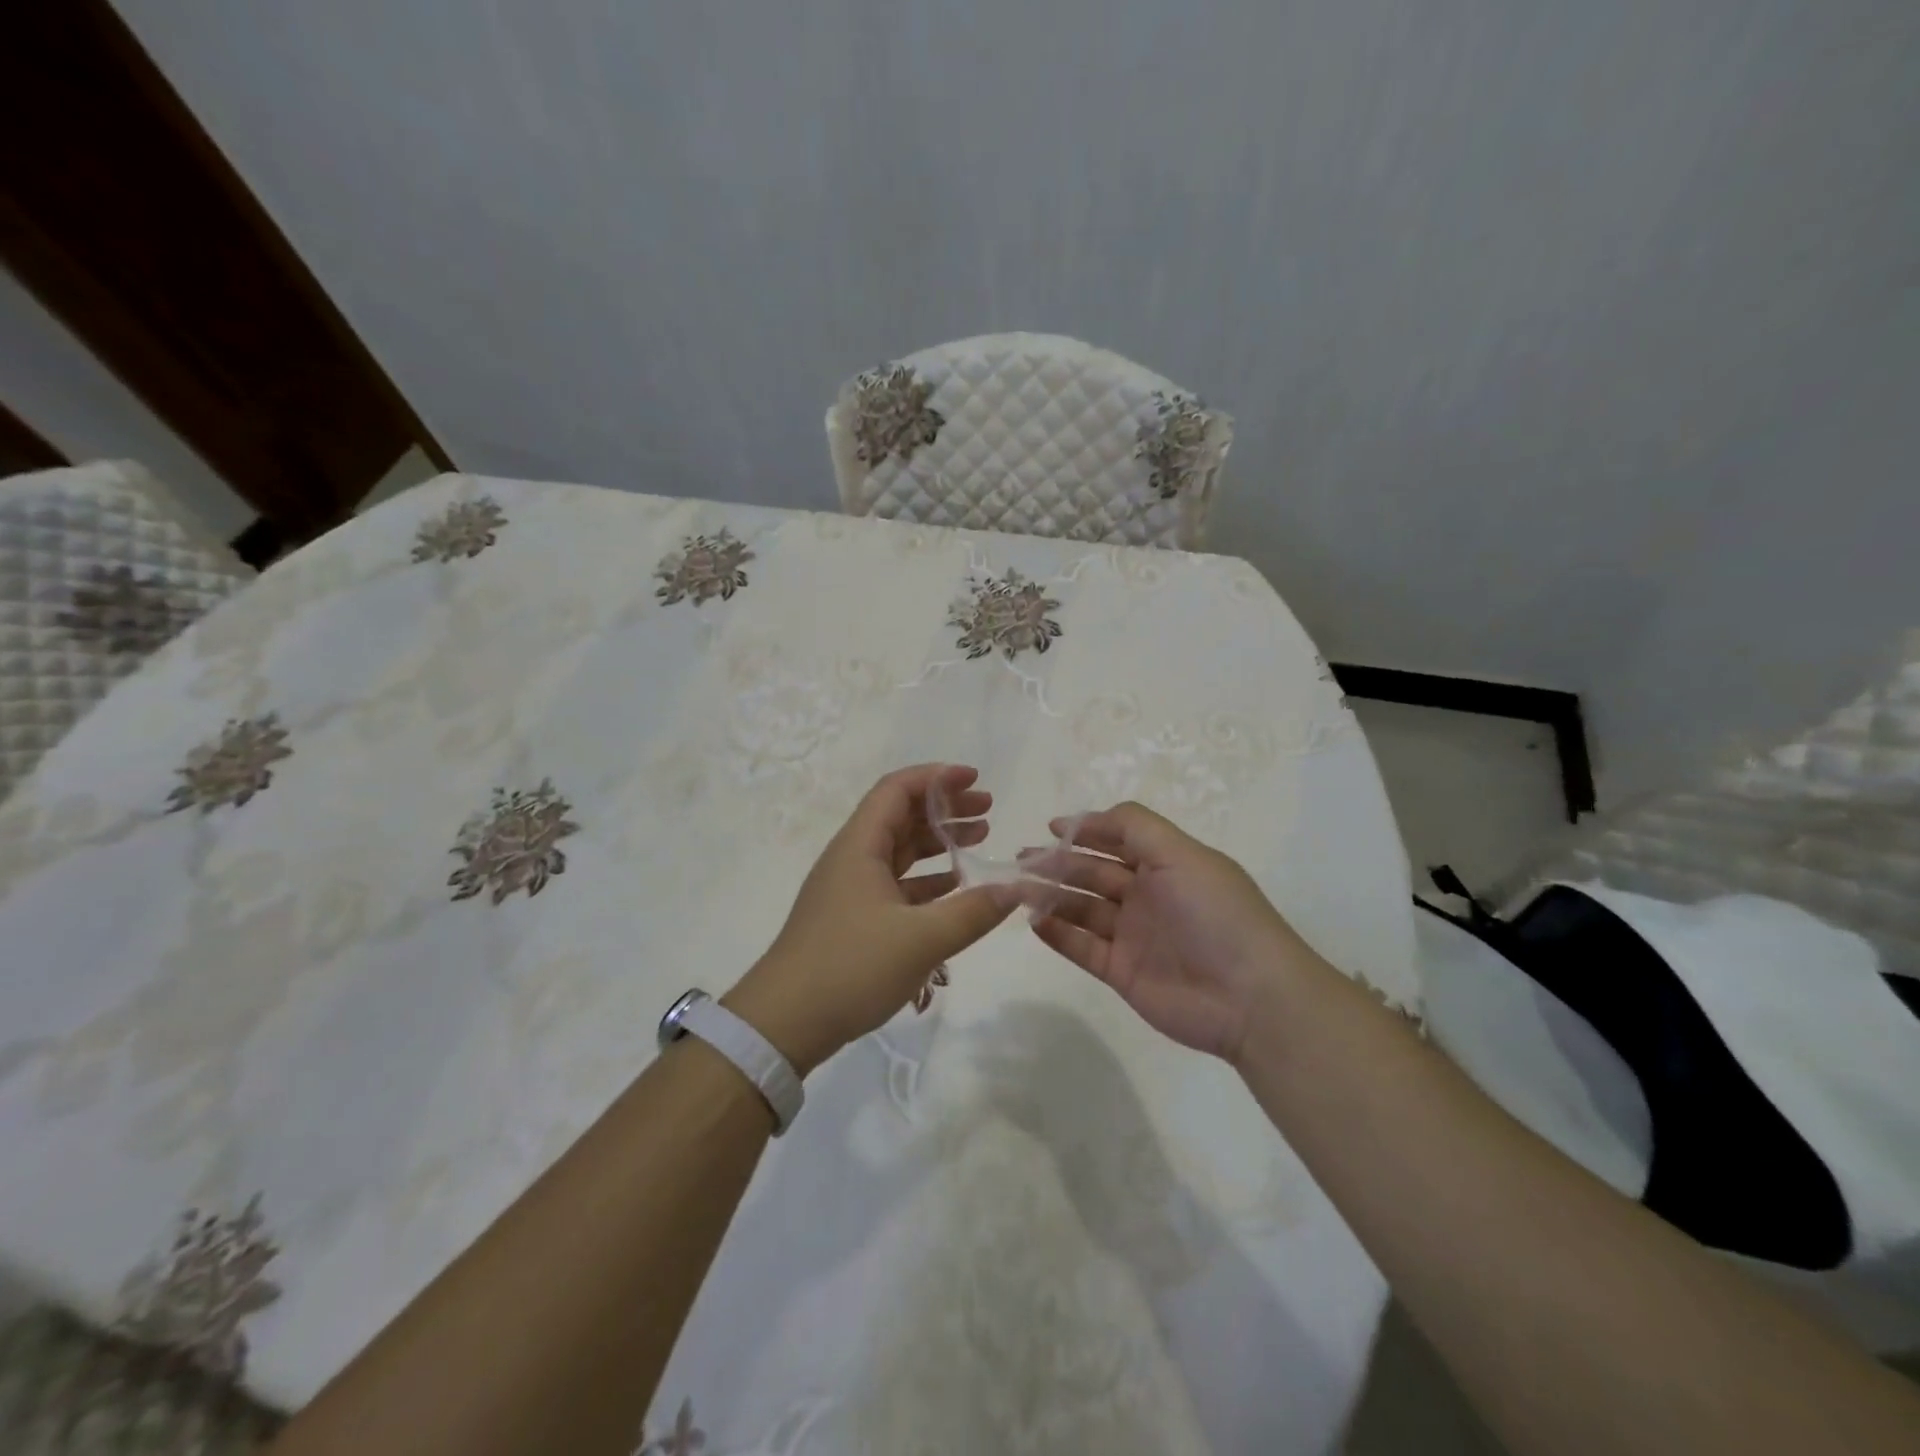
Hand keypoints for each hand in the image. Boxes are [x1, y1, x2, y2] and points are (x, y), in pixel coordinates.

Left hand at [724, 764, 1016, 1075]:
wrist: (783, 1023)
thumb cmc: (850, 967)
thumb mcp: (921, 940)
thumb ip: (973, 912)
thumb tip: (1017, 888)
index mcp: (860, 847)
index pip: (897, 789)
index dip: (936, 777)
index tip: (974, 778)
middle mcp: (853, 858)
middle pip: (901, 816)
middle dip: (945, 808)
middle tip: (988, 811)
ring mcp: (850, 890)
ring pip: (899, 851)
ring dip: (938, 842)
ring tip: (980, 840)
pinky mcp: (852, 918)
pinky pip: (896, 884)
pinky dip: (927, 879)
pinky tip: (955, 888)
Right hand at [1022, 801, 1322, 1061]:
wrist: (1249, 997)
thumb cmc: (1215, 913)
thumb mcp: (1180, 853)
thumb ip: (1133, 826)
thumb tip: (1085, 818)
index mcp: (1166, 864)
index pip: (1118, 839)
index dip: (1086, 831)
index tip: (1051, 828)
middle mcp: (1147, 895)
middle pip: (1093, 873)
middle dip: (1058, 863)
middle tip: (1021, 860)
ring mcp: (1133, 935)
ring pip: (1082, 908)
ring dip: (1050, 896)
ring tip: (1016, 889)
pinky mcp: (1122, 971)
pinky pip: (1082, 947)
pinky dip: (1057, 934)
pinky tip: (1033, 922)